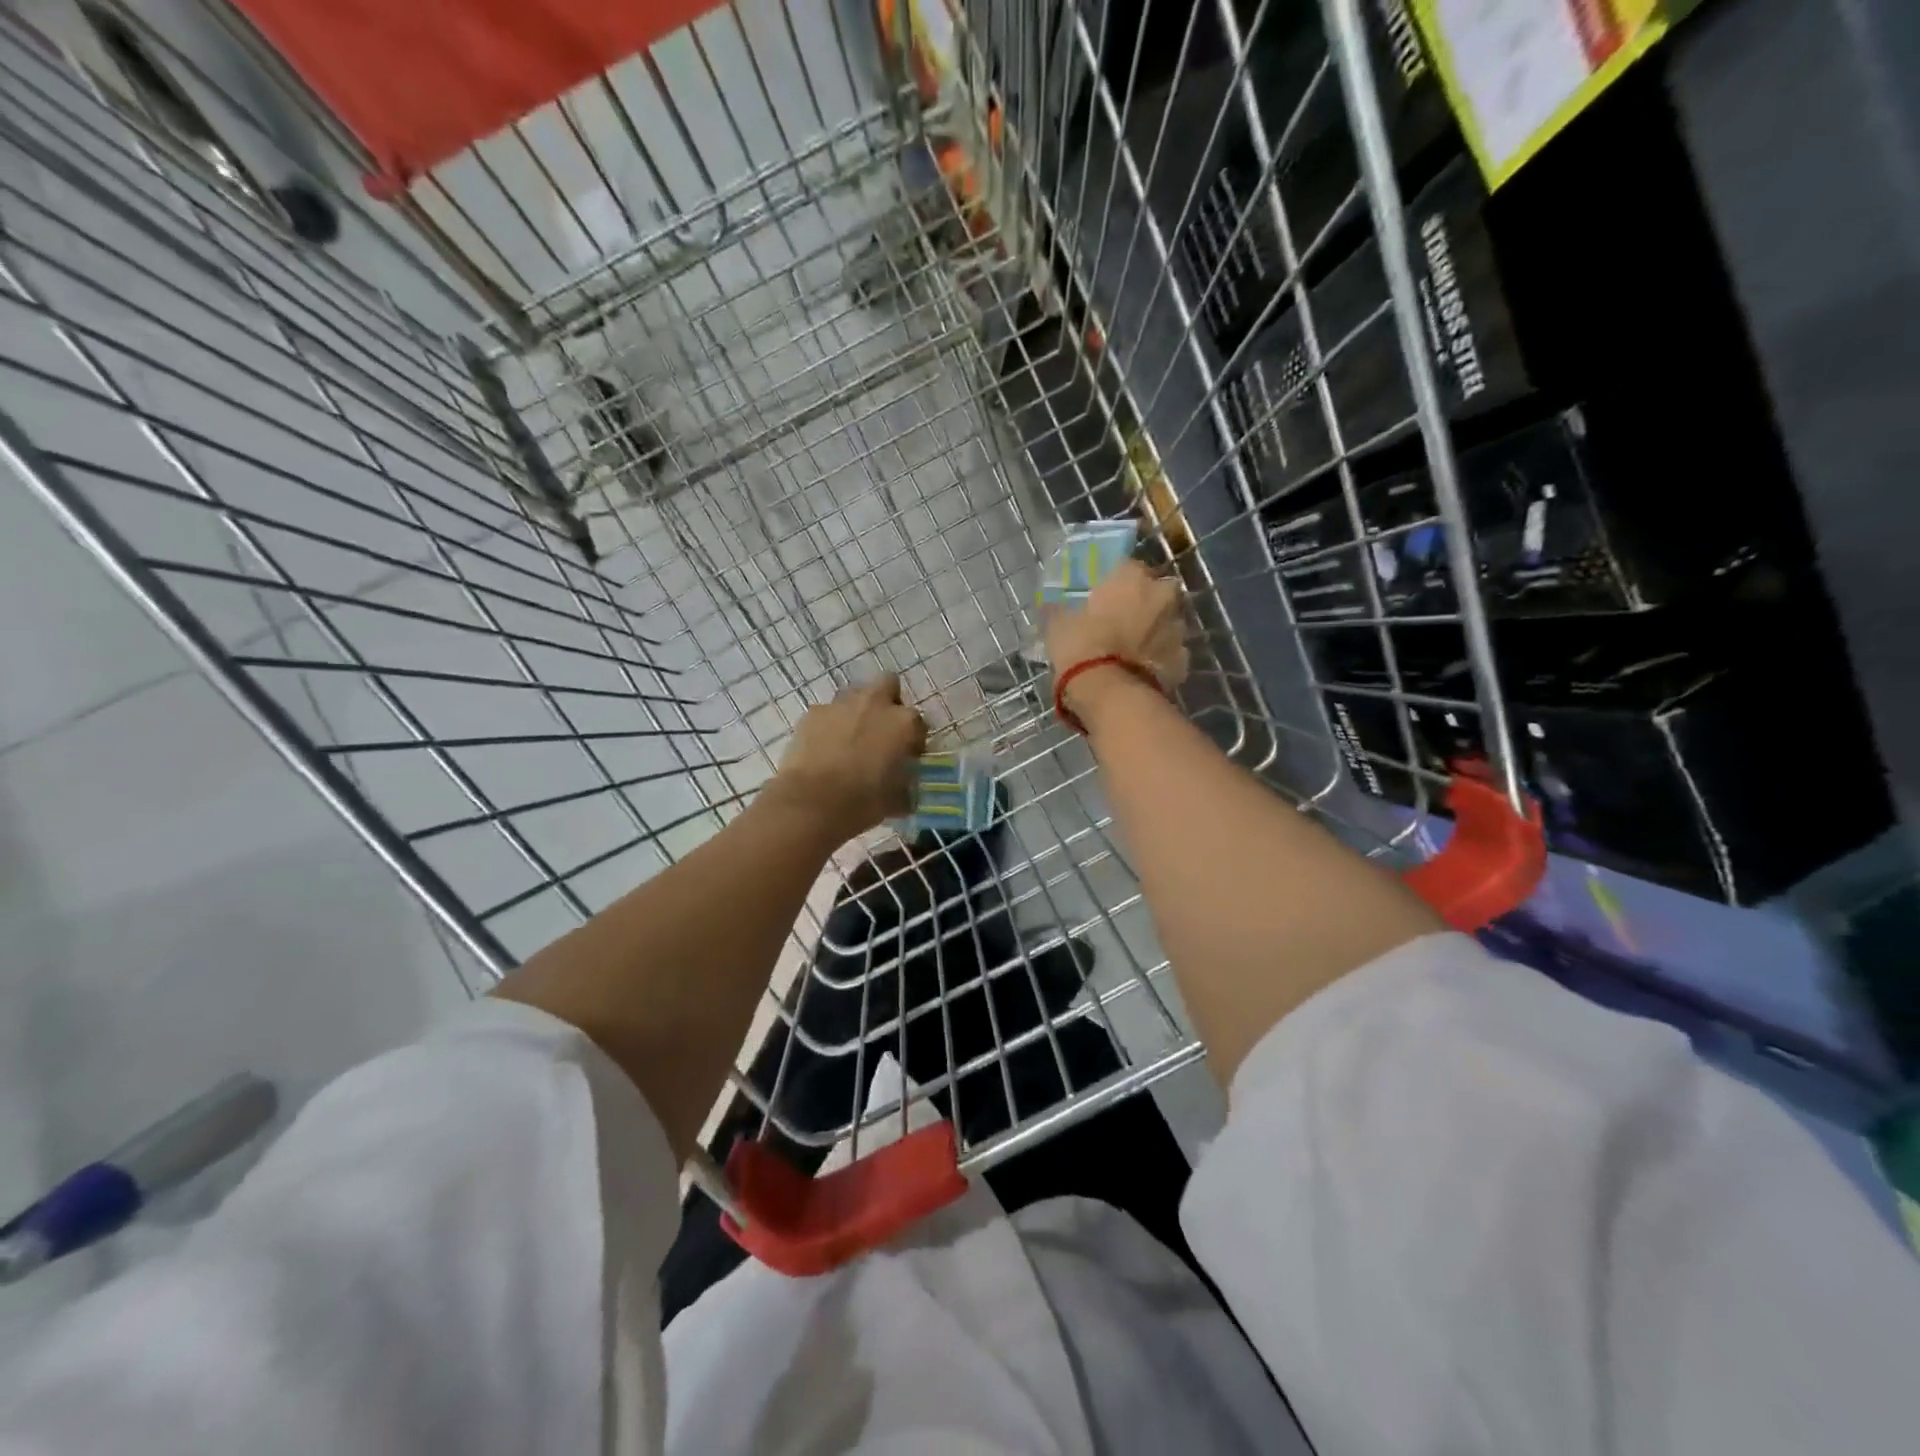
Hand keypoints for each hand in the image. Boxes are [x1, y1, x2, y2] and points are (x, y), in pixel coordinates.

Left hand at [769, 675, 926, 841]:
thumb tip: (903, 788)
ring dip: (857, 712)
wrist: (812, 802)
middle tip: (881, 731)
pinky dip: (829, 725)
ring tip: (850, 740)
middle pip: (888, 684)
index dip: (914, 741)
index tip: (907, 757)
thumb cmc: (864, 802)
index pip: (919, 724)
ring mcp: (842, 704)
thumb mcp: (897, 800)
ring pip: (855, 695)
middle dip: (888, 702)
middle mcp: (876, 703)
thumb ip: (905, 785)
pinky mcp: (814, 713)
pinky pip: (827, 712)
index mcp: (904, 723)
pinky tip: (824, 748)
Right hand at [1044, 559, 1189, 717]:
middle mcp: (1161, 595)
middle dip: (1142, 603)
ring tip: (1131, 649)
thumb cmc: (1081, 647)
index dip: (1115, 584)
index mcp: (1132, 577)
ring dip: (1152, 630)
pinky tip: (1140, 670)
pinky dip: (1157, 658)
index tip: (1102, 598)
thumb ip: (1062, 610)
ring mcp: (1176, 627)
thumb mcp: (1058, 624)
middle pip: (1155, 592)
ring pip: (1165, 622)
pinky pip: (1168, 653)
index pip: (1127, 568)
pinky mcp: (1182, 659)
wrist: (1110, 693)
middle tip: (1121, 621)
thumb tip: (1053, 607)